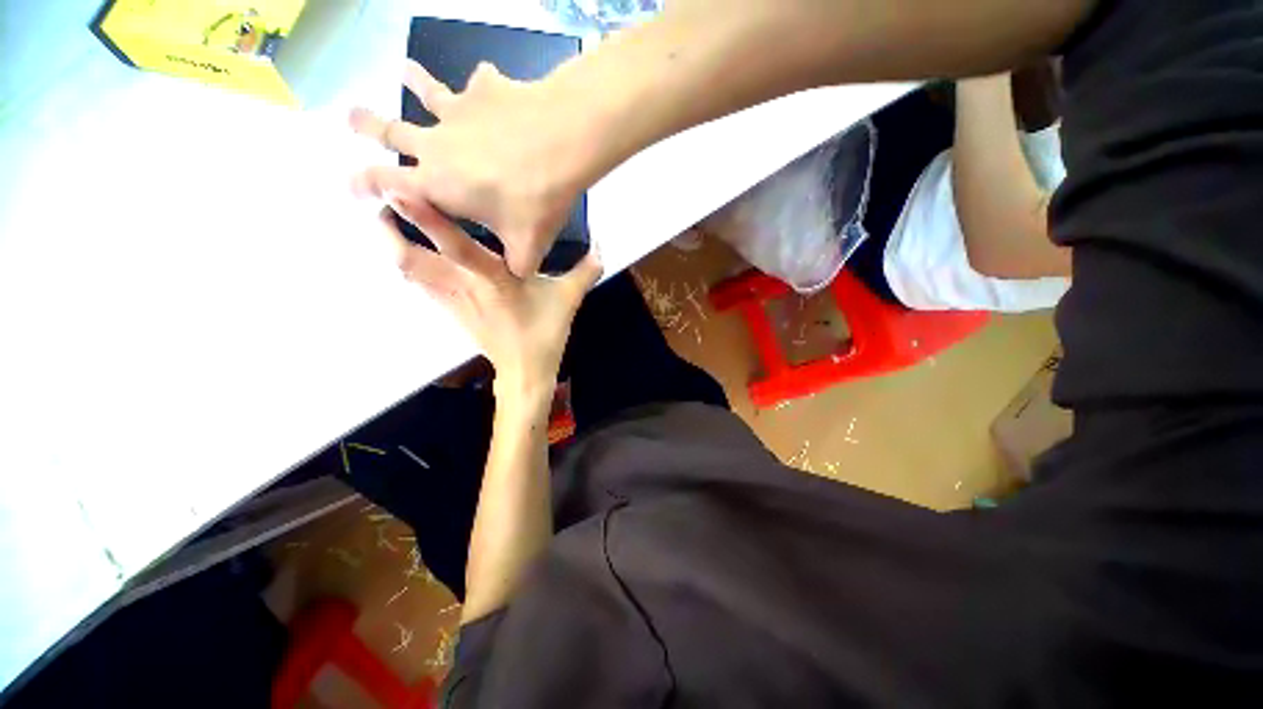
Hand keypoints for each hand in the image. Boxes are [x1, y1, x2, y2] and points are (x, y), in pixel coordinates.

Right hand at [351, 61, 589, 276]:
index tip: (348, 186)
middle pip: (392, 131)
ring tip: (404, 70)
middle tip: (349, 117)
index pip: (386, 184)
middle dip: (367, 126)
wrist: (562, 145)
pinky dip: (481, 85)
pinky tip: (488, 82)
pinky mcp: (486, 90)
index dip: (363, 186)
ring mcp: (460, 111)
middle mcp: (437, 144)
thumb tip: (518, 275)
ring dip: (415, 82)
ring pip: (427, 94)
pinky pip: (479, 84)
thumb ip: (517, 265)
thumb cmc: (537, 201)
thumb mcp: (527, 247)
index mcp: (437, 184)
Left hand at [381, 195, 601, 393]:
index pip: (457, 247)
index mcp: (496, 281)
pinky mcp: (448, 310)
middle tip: (382, 196)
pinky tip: (406, 247)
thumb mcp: (569, 299)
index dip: (427, 220)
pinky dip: (406, 262)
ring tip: (386, 217)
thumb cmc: (544, 333)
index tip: (399, 189)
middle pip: (412, 259)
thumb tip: (602, 245)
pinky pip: (417, 283)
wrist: (524, 371)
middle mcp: (466, 287)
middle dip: (389, 229)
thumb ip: (586, 270)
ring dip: (391, 244)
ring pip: (408, 271)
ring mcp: (452, 300)